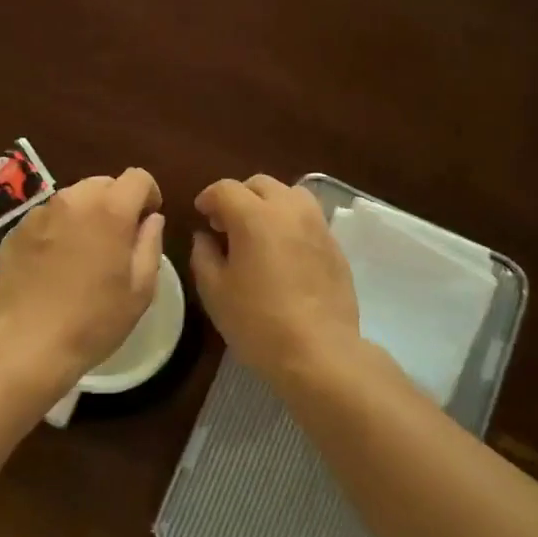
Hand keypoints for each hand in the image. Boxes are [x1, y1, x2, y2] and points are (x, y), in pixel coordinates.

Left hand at [0, 168, 165, 387]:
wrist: (24, 343)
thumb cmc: (92, 320)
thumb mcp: (140, 290)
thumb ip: (150, 244)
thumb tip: (151, 219)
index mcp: (110, 210)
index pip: (138, 177)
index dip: (149, 194)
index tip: (147, 221)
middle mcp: (73, 200)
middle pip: (103, 184)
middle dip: (116, 203)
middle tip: (117, 241)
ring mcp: (39, 213)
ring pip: (73, 199)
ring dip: (85, 215)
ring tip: (84, 253)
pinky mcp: (15, 230)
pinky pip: (47, 218)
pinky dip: (58, 230)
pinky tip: (54, 265)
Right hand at [190, 175, 360, 378]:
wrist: (319, 352)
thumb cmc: (258, 322)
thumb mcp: (215, 291)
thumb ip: (204, 255)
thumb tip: (205, 236)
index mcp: (254, 216)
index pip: (225, 188)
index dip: (208, 198)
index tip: (201, 216)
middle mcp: (288, 209)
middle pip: (260, 184)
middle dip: (239, 197)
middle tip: (227, 226)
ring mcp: (317, 225)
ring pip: (290, 194)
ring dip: (269, 204)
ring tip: (260, 232)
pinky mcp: (335, 245)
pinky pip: (309, 218)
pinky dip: (291, 222)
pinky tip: (284, 252)